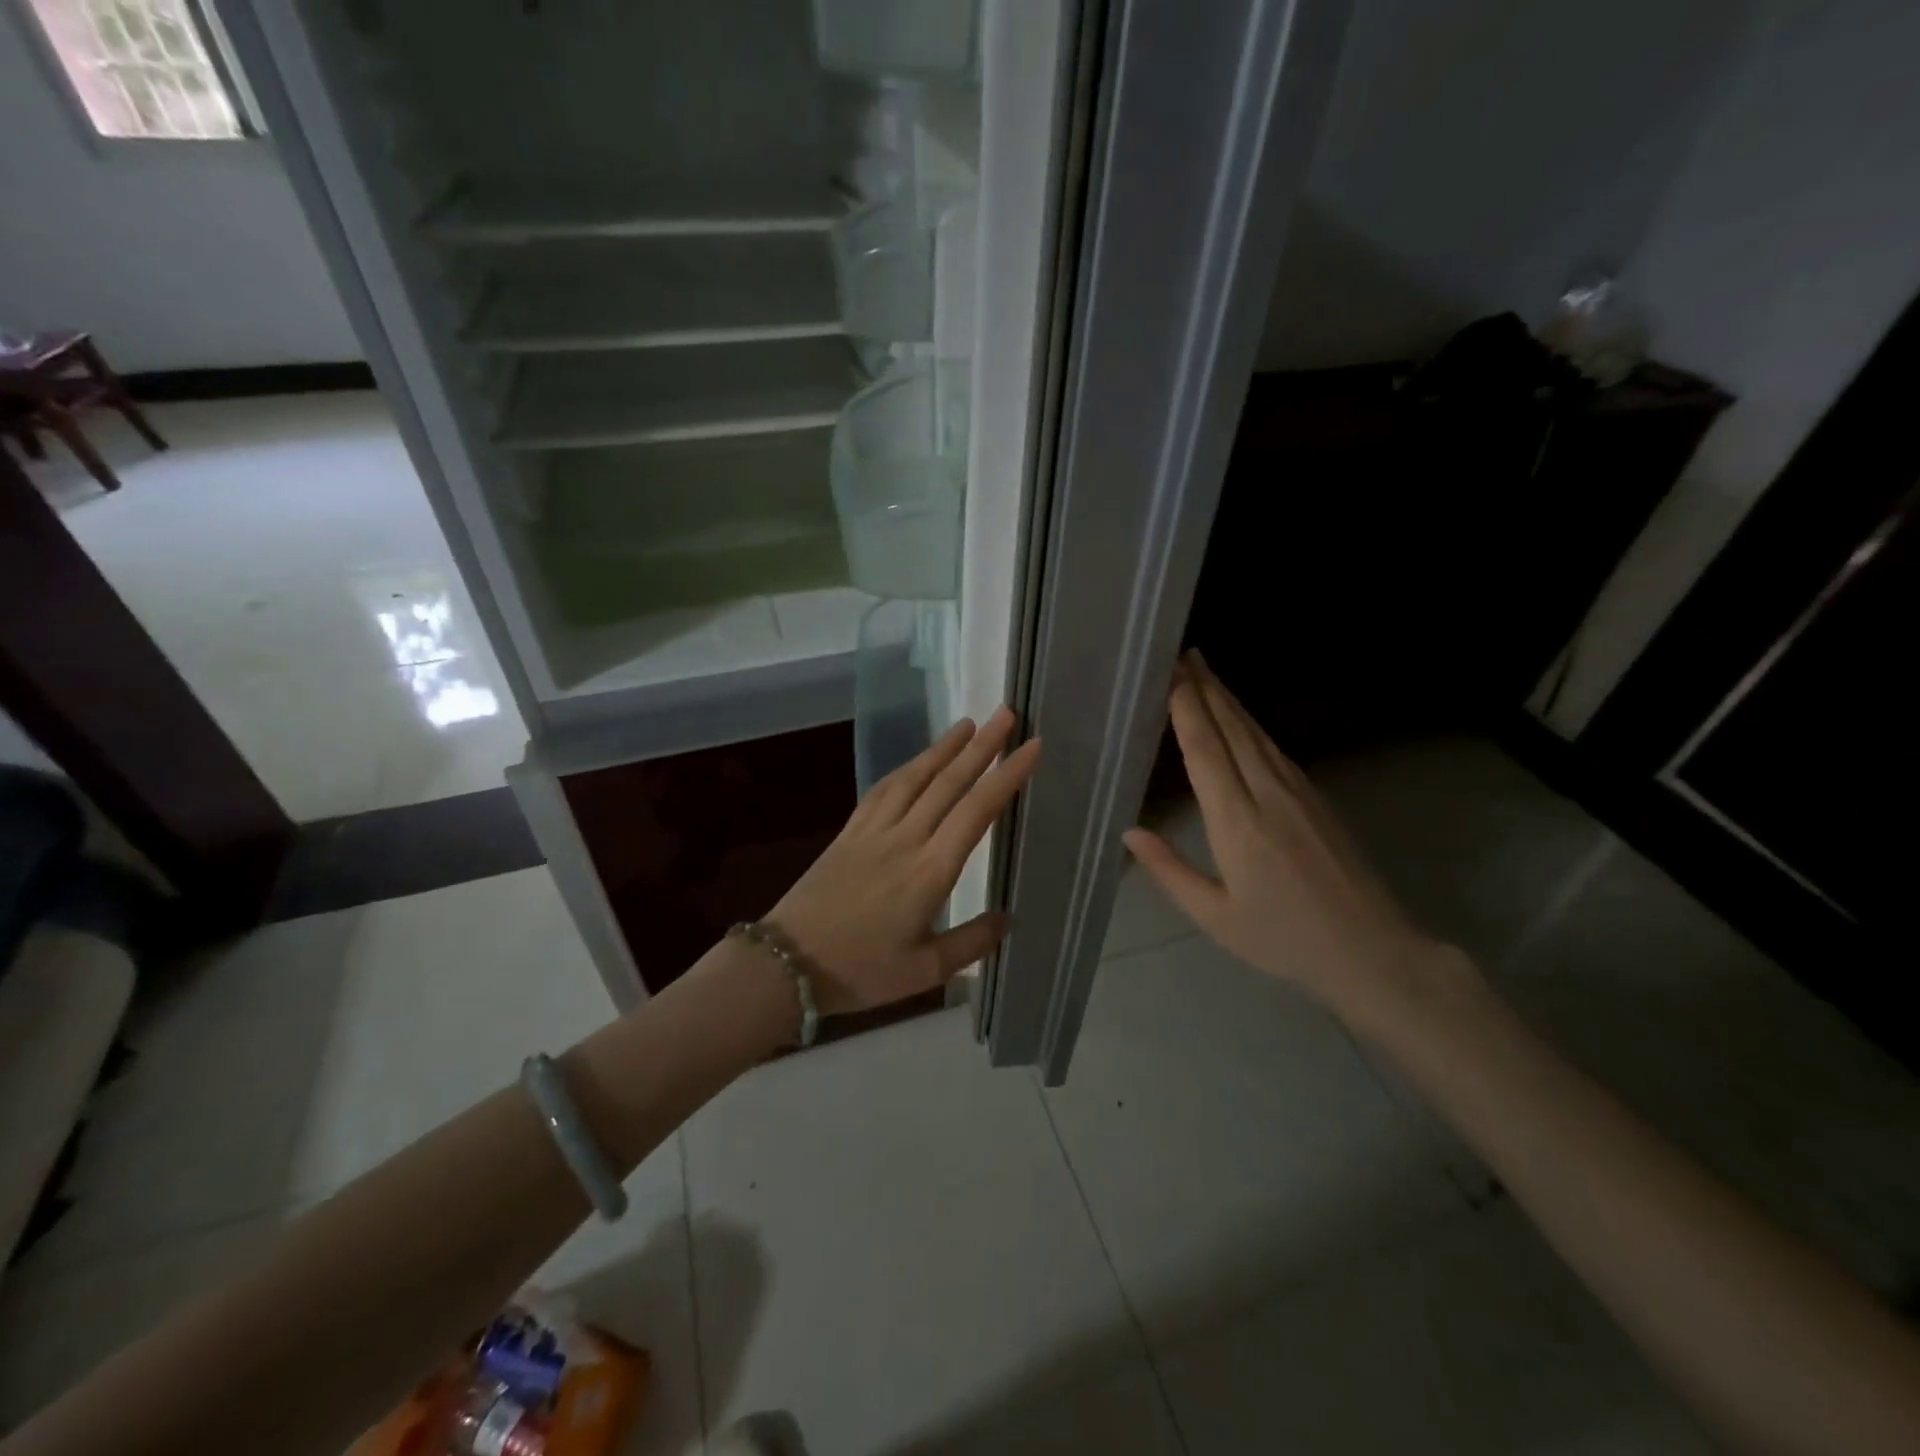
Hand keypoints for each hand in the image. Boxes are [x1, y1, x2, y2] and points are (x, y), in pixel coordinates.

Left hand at [767, 706, 1041, 1014]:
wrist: (785, 963)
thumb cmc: (860, 972)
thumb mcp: (925, 971)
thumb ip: (971, 943)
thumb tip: (1007, 918)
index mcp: (930, 871)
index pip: (977, 811)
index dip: (1006, 775)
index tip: (1031, 746)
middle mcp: (905, 839)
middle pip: (949, 782)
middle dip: (982, 746)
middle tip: (1006, 714)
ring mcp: (873, 831)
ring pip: (914, 777)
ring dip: (943, 747)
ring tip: (968, 724)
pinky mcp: (849, 832)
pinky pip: (882, 789)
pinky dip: (905, 768)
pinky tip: (916, 761)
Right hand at [1122, 651, 1458, 1019]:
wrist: (1371, 949)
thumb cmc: (1283, 939)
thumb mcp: (1215, 916)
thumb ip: (1169, 871)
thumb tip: (1130, 831)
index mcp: (1237, 823)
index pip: (1207, 751)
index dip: (1187, 709)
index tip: (1171, 675)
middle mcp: (1268, 794)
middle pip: (1232, 728)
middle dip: (1205, 689)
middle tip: (1182, 654)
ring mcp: (1297, 790)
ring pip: (1255, 732)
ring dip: (1227, 699)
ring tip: (1203, 672)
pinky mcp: (1315, 795)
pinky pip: (1272, 747)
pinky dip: (1248, 723)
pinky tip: (1238, 716)